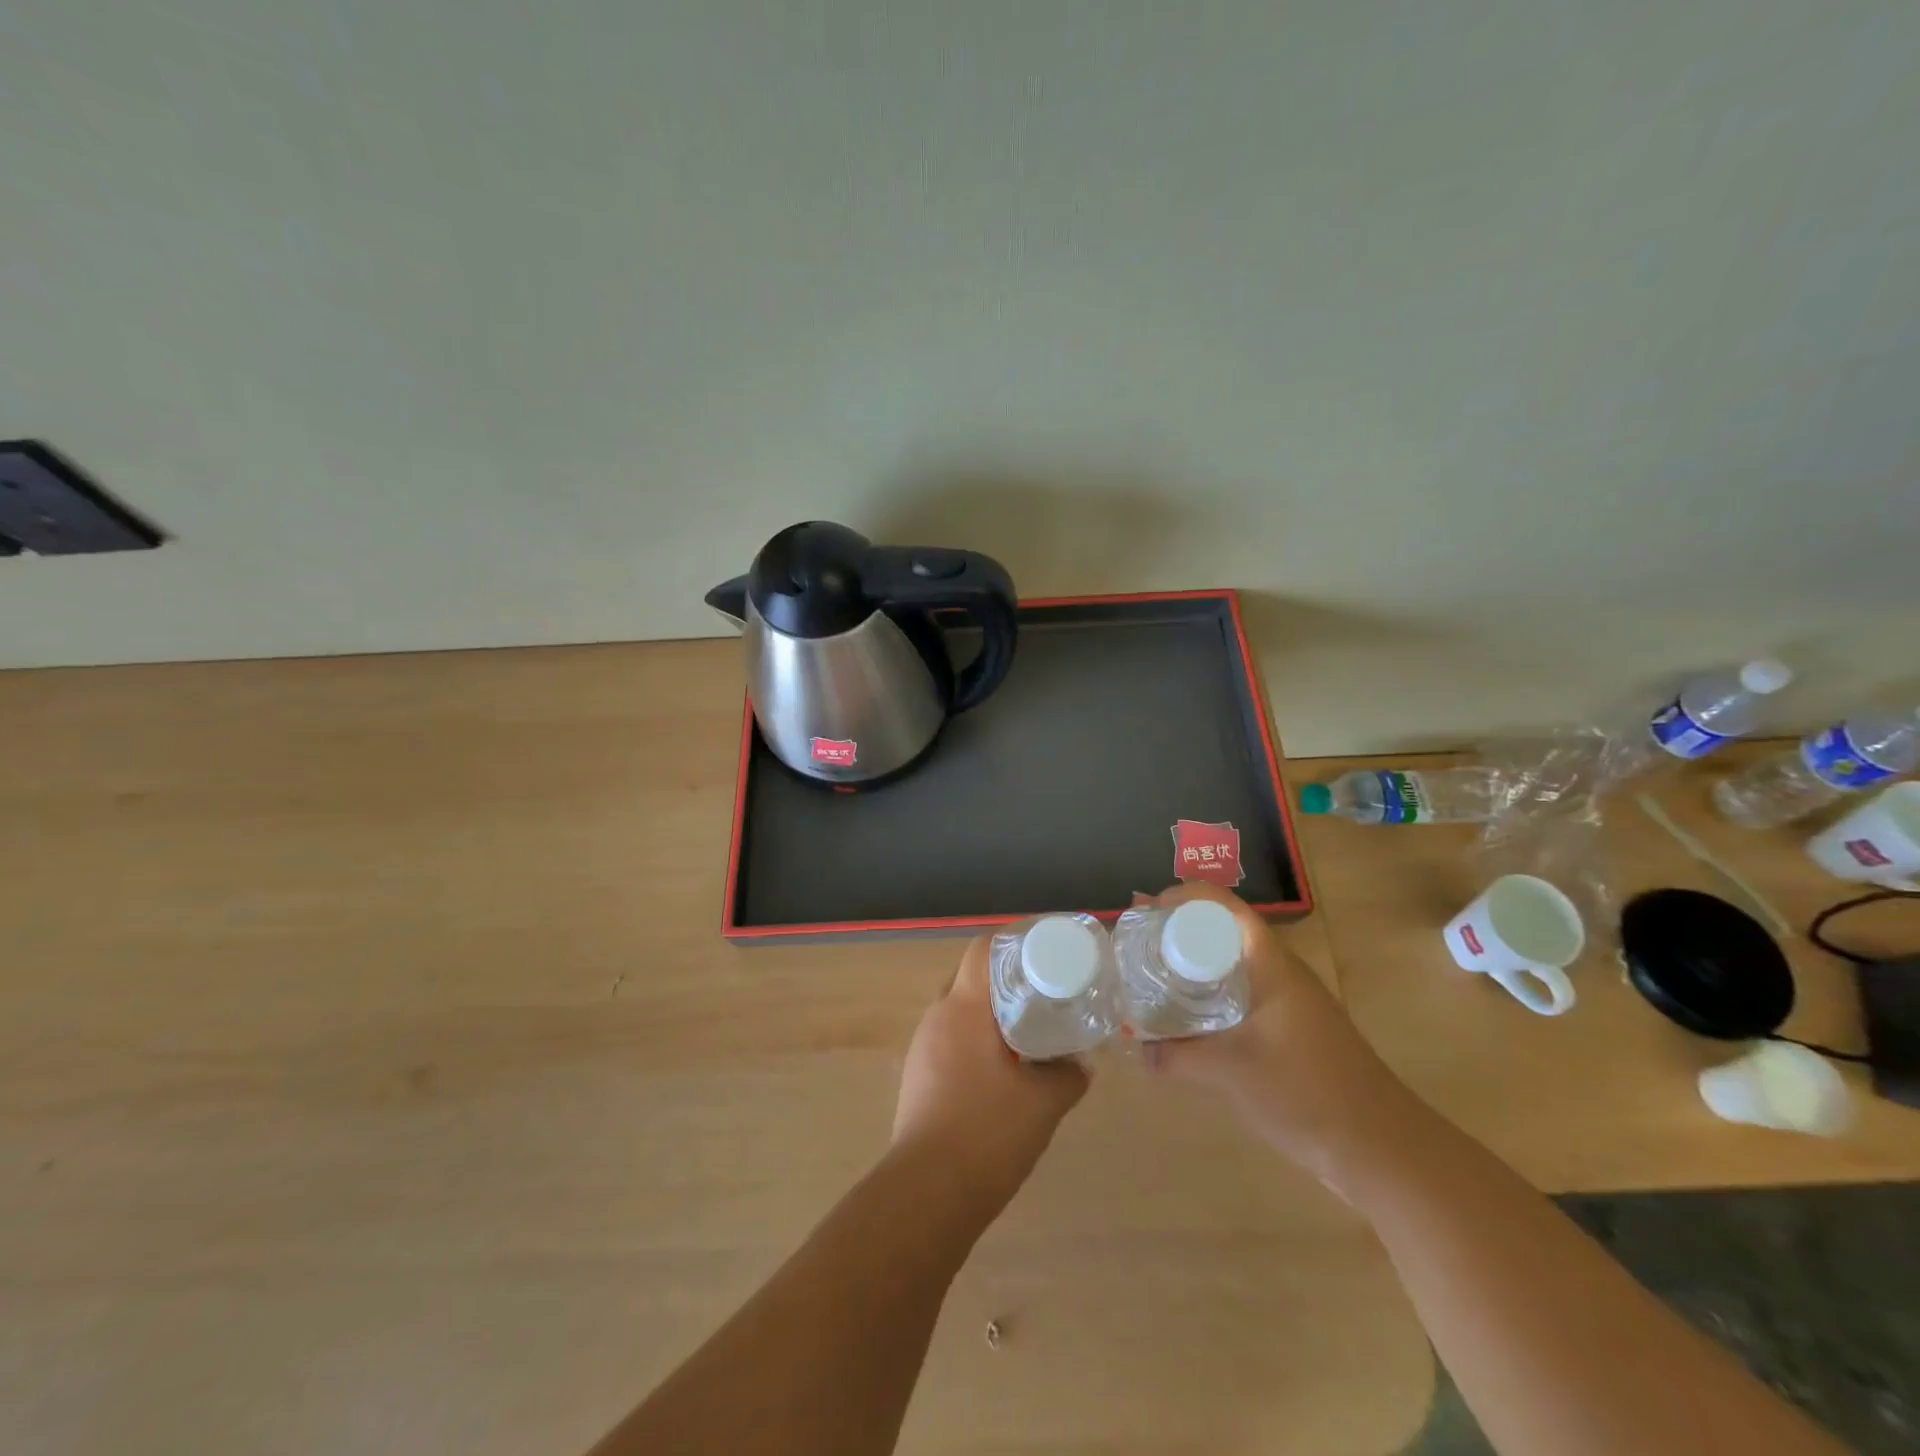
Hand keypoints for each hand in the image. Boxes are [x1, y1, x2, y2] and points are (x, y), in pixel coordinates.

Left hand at [892, 934, 1088, 1214]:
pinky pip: (950, 1040)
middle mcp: (937, 1018)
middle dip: (1005, 979)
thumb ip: (1068, 1076)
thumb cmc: (987, 1133)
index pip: (982, 950)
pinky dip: (976, 1041)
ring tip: (1026, 1028)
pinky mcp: (917, 1077)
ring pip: (959, 1011)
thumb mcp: (1044, 1102)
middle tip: (1042, 991)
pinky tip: (1000, 1068)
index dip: (1012, 940)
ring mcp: (922, 1048)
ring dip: (989, 1013)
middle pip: (970, 977)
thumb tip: (1081, 1064)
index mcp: (963, 1008)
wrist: (927, 1193)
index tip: (1043, 950)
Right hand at [1141, 884, 1416, 1194]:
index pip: (1223, 905)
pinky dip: (1209, 998)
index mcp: (1269, 962)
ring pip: (1231, 966)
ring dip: (1192, 968)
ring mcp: (1288, 1001)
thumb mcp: (1230, 1071)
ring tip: (1152, 983)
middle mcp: (1279, 971)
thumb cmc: (1306, 1092)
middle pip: (1222, 931)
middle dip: (1178, 934)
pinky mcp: (1290, 1030)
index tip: (1145, 915)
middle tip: (1137, 950)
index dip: (1182, 897)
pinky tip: (1188, 1024)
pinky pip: (1240, 996)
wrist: (1381, 1149)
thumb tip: (1136, 1046)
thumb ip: (1177, 1056)